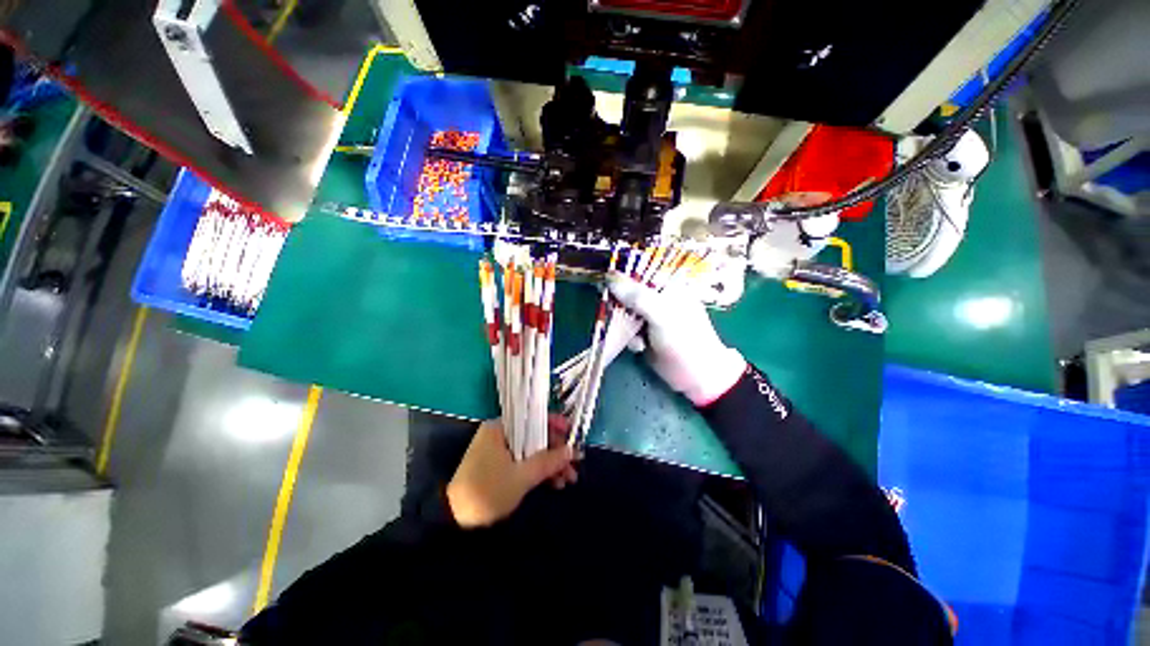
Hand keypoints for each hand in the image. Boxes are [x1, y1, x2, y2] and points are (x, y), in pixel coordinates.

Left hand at [447, 416, 576, 527]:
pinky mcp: (500, 465)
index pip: (533, 418)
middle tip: (574, 465)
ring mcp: (500, 450)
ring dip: (551, 464)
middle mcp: (500, 434)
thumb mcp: (522, 477)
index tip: (572, 433)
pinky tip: (555, 483)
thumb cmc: (488, 491)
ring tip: (568, 480)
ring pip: (532, 451)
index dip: (555, 424)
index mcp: (501, 428)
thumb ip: (548, 461)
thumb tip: (573, 450)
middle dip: (556, 452)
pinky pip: (524, 461)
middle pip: (535, 436)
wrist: (454, 520)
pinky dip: (539, 471)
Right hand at [608, 276, 745, 405]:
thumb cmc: (685, 340)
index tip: (606, 281)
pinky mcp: (644, 333)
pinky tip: (640, 347)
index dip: (621, 274)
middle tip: (615, 311)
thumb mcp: (661, 315)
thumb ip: (636, 296)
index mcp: (668, 286)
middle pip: (628, 291)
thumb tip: (610, 278)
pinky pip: (626, 329)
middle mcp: (658, 298)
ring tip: (635, 337)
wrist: (696, 376)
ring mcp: (650, 317)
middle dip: (620, 303)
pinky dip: (630, 338)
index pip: (640, 271)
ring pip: (624, 311)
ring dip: (624, 324)